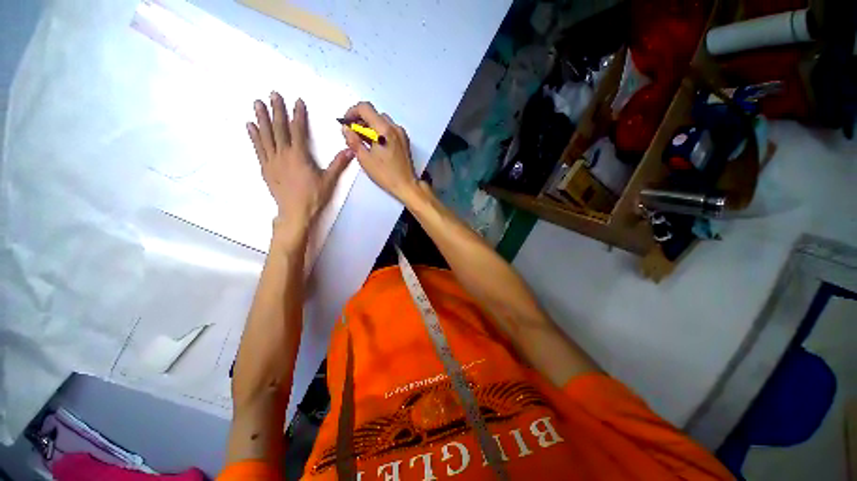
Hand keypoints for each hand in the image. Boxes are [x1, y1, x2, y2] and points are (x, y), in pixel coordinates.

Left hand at [247, 92, 353, 230]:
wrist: (295, 212)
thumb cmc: (314, 196)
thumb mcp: (329, 180)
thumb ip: (338, 164)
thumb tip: (350, 150)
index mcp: (299, 155)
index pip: (298, 130)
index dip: (298, 115)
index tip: (297, 101)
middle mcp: (283, 154)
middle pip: (279, 128)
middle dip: (277, 110)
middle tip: (273, 94)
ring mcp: (272, 160)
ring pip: (266, 135)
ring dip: (261, 118)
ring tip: (257, 103)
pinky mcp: (265, 168)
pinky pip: (258, 148)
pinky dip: (254, 136)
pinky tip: (250, 125)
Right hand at [340, 102, 418, 201]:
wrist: (406, 185)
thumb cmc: (387, 175)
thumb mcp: (365, 159)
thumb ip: (353, 141)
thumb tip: (346, 129)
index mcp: (384, 130)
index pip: (365, 108)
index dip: (352, 112)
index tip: (347, 122)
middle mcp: (394, 128)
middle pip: (374, 114)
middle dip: (360, 121)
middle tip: (352, 134)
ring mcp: (401, 134)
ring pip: (381, 122)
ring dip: (370, 127)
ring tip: (363, 141)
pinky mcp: (404, 140)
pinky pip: (389, 130)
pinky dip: (379, 132)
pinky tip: (374, 145)